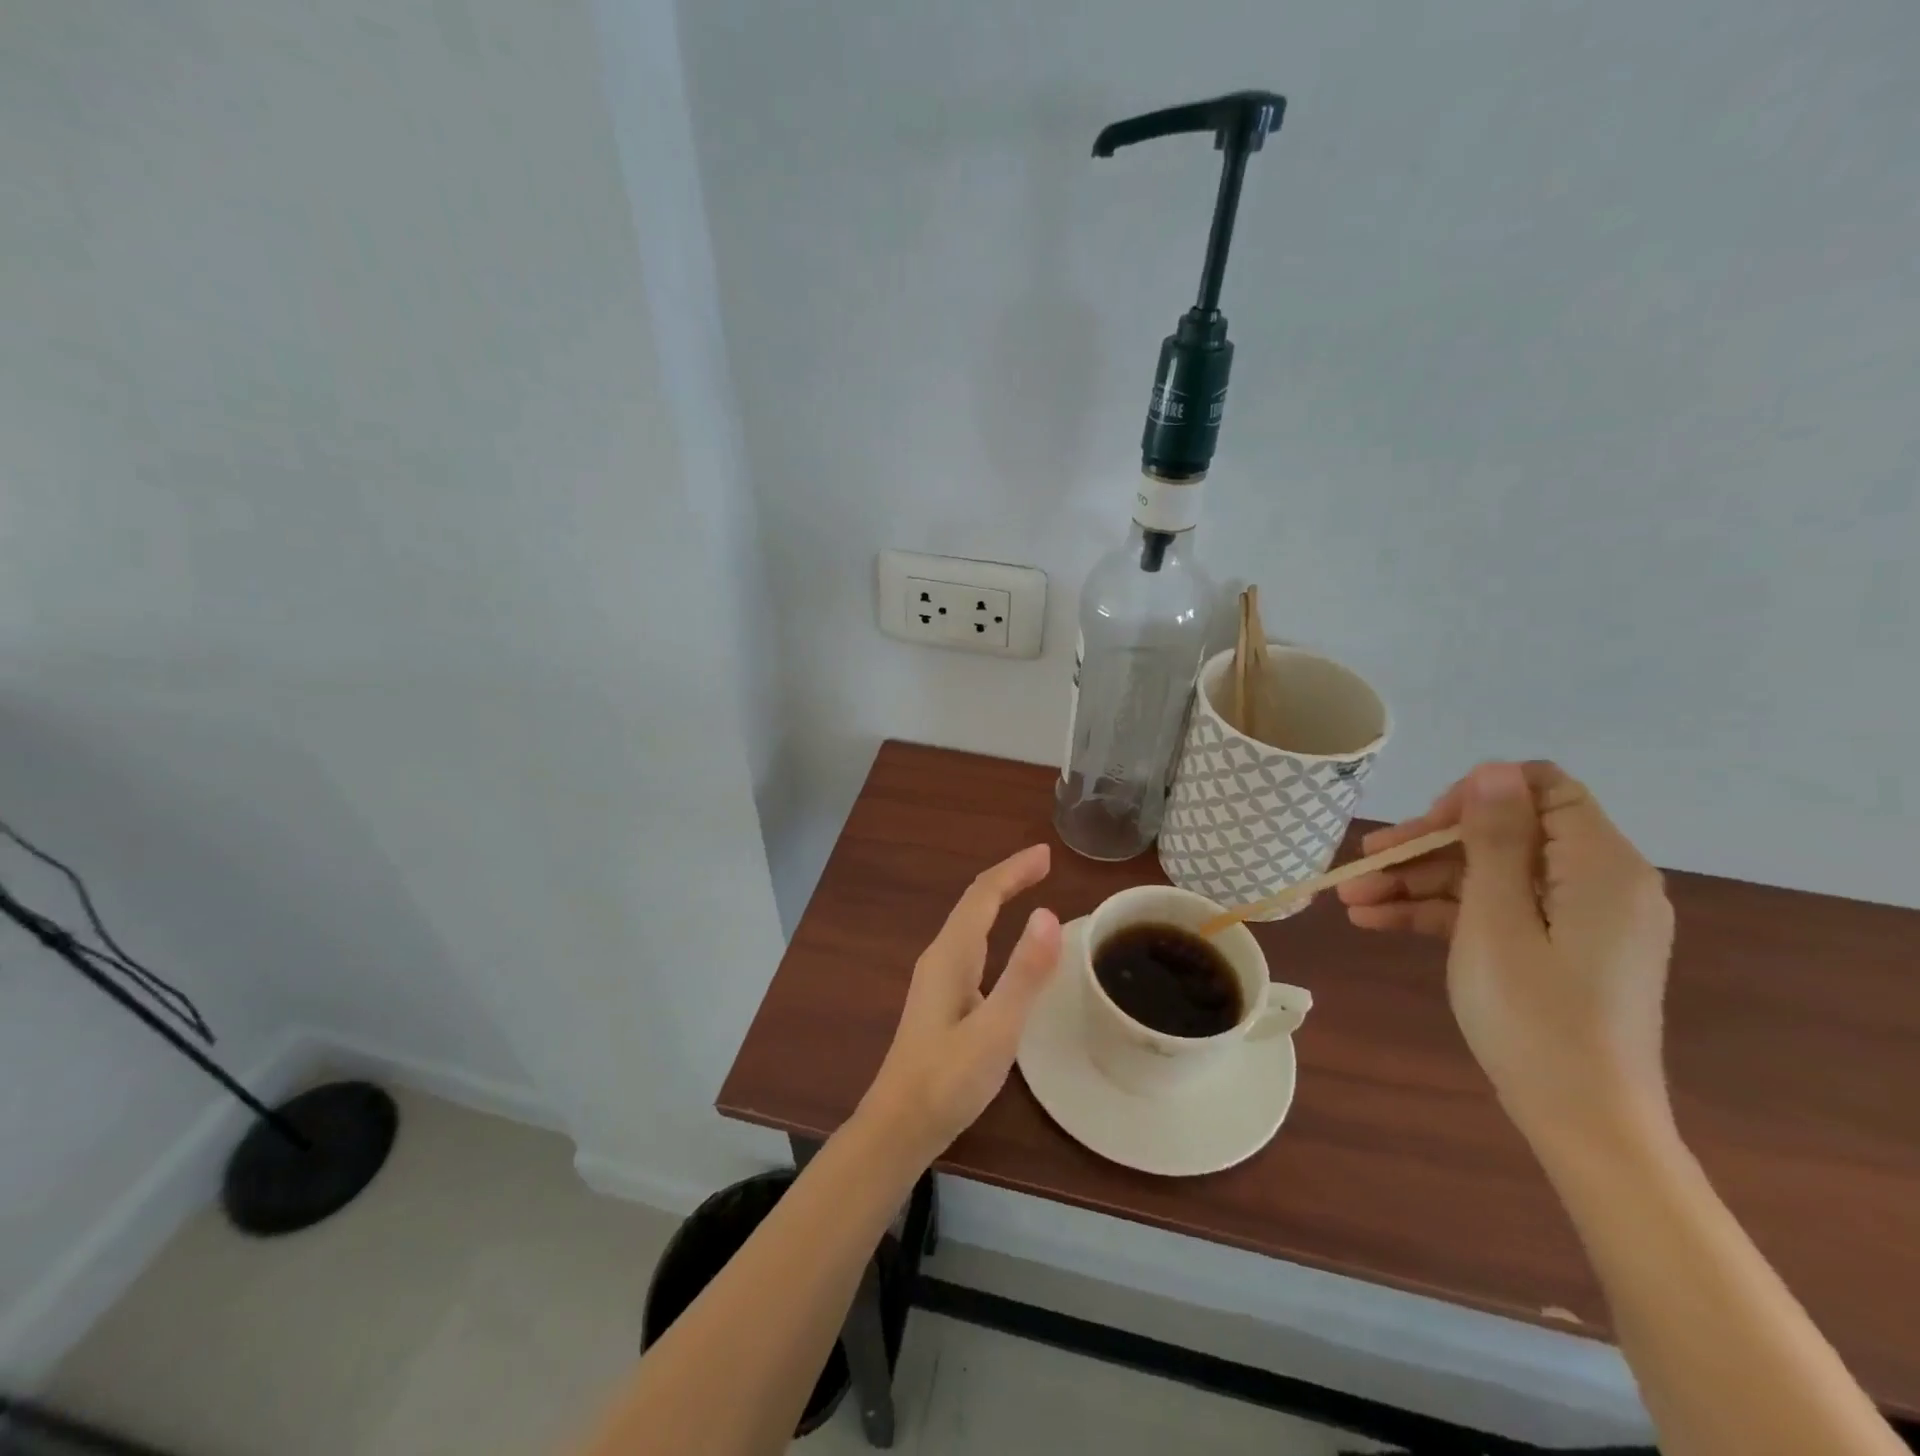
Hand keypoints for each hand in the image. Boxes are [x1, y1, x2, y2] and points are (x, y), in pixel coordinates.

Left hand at [856, 844, 1061, 1164]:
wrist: (899, 1127)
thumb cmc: (948, 1080)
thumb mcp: (996, 1029)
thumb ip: (1023, 974)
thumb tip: (1049, 914)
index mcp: (951, 956)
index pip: (982, 895)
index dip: (1013, 870)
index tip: (1046, 854)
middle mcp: (940, 958)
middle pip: (974, 903)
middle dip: (1008, 878)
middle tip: (1045, 865)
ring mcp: (937, 980)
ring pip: (970, 923)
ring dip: (999, 899)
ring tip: (1030, 889)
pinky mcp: (941, 1001)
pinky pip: (971, 945)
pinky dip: (993, 927)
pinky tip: (1004, 945)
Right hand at [1338, 762, 1675, 1147]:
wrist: (1584, 1123)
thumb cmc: (1536, 1017)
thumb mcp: (1498, 920)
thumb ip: (1495, 839)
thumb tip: (1492, 769)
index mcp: (1600, 865)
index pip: (1542, 789)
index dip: (1476, 796)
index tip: (1423, 827)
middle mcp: (1597, 881)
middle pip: (1503, 834)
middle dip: (1428, 846)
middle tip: (1364, 864)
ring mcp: (1576, 918)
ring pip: (1488, 875)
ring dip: (1418, 883)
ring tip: (1351, 901)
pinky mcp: (1558, 948)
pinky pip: (1495, 911)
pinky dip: (1439, 913)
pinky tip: (1377, 923)